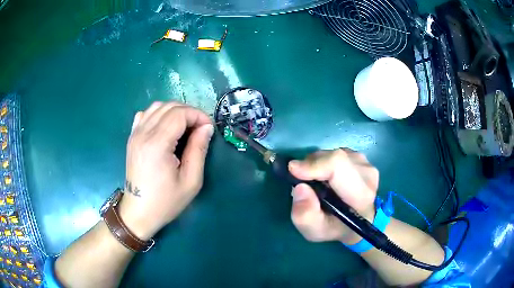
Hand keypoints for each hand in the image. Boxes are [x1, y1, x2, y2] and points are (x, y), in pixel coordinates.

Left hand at [118, 102, 213, 239]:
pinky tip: (165, 126)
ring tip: (185, 126)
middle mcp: (143, 133)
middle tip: (200, 128)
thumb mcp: (190, 181)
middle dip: (189, 112)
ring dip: (174, 111)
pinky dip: (158, 114)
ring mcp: (135, 134)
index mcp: (157, 144)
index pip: (180, 114)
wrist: (138, 212)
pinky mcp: (131, 138)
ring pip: (157, 107)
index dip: (198, 115)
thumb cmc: (165, 201)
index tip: (208, 128)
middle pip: (169, 107)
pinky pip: (145, 114)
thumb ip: (198, 150)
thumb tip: (206, 127)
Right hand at [288, 149, 377, 243]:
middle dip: (312, 165)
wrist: (358, 221)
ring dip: (318, 165)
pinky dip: (325, 162)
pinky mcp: (361, 158)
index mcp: (361, 195)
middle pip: (334, 158)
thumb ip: (305, 215)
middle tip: (303, 182)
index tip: (293, 170)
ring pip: (333, 153)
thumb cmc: (336, 228)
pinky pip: (336, 153)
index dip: (314, 165)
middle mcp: (368, 175)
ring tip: (317, 183)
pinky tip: (327, 177)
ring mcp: (366, 163)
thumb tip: (300, 187)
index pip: (338, 166)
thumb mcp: (315, 231)